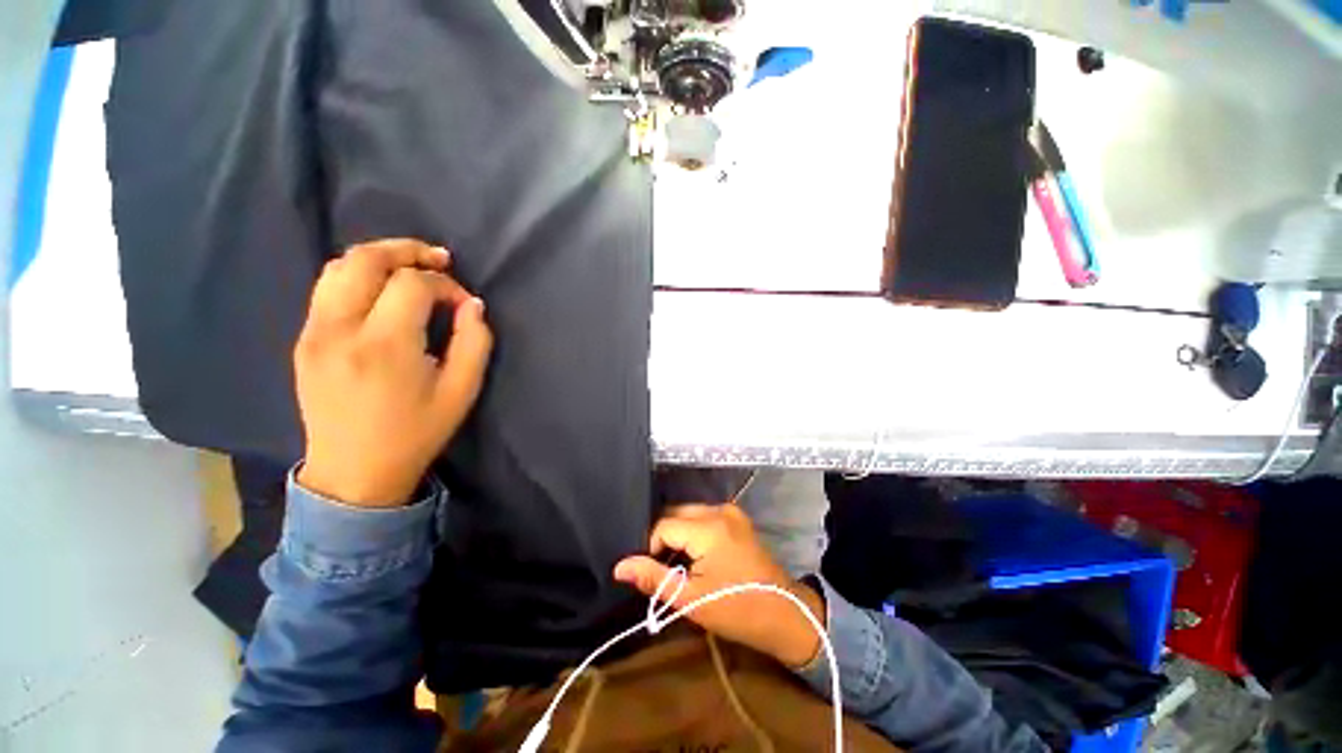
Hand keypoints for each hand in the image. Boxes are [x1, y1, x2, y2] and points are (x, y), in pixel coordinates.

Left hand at [294, 238, 493, 506]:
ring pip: (338, 267)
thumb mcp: (462, 391)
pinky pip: (326, 289)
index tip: (462, 302)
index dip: (445, 283)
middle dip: (406, 250)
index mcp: (385, 346)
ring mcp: (313, 333)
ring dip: (379, 258)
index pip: (412, 283)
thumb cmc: (416, 433)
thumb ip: (474, 342)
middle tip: (438, 258)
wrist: (354, 473)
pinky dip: (358, 277)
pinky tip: (382, 292)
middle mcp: (340, 329)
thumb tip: (472, 304)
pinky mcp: (303, 341)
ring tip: (410, 268)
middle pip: (365, 260)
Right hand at [614, 505, 825, 667]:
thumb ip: (654, 578)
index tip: (656, 574)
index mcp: (708, 527)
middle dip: (663, 537)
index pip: (663, 525)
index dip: (651, 548)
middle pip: (676, 513)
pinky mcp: (737, 517)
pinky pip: (704, 516)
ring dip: (678, 533)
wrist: (785, 613)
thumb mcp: (692, 599)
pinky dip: (693, 531)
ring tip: (678, 562)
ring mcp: (730, 511)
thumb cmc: (737, 610)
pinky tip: (696, 554)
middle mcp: (719, 509)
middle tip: (663, 567)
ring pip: (689, 513)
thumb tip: (619, 567)